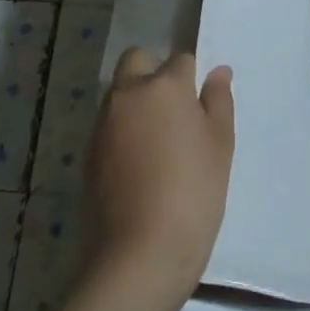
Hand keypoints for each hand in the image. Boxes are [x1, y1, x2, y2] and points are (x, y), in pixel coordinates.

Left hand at [84, 48, 234, 310]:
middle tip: (175, 109)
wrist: (141, 251)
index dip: (192, 76)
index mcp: (164, 85)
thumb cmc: (194, 191)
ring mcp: (103, 122)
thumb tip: (218, 72)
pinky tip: (140, 164)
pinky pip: (109, 124)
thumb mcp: (220, 144)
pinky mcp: (89, 152)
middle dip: (154, 72)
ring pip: (120, 92)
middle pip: (137, 61)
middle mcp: (128, 93)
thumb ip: (218, 100)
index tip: (201, 102)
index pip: (181, 59)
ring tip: (159, 141)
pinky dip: (123, 130)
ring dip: (136, 101)